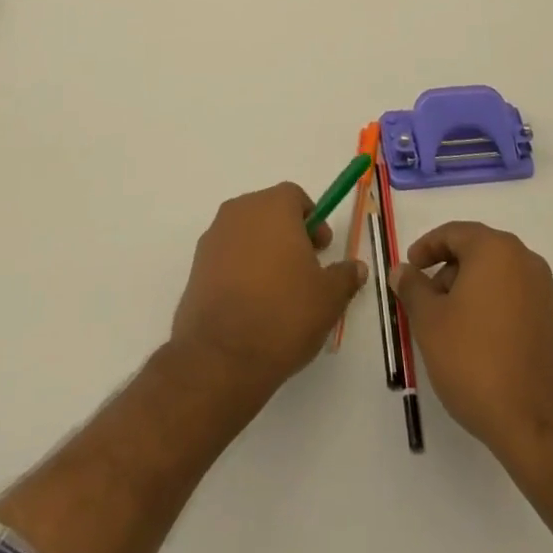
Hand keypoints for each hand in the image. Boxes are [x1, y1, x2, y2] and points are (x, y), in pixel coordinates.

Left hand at [170, 183, 367, 401]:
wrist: (221, 356)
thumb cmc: (283, 313)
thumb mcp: (328, 298)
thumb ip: (344, 276)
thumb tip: (356, 267)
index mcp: (272, 206)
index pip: (295, 196)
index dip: (313, 219)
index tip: (322, 249)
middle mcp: (239, 211)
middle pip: (269, 212)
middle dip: (288, 234)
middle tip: (304, 269)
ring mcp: (213, 238)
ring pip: (246, 234)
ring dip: (263, 251)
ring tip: (278, 292)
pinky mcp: (196, 266)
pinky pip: (226, 257)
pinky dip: (240, 270)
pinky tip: (252, 305)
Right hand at [391, 222, 552, 468]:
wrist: (536, 425)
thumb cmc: (475, 361)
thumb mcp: (429, 321)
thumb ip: (412, 288)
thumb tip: (402, 270)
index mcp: (496, 250)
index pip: (454, 233)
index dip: (426, 247)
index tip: (409, 268)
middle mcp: (525, 261)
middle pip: (477, 252)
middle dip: (447, 270)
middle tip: (424, 299)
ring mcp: (544, 293)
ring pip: (497, 276)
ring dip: (468, 289)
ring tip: (447, 323)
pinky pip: (514, 298)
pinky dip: (490, 306)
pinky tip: (475, 339)